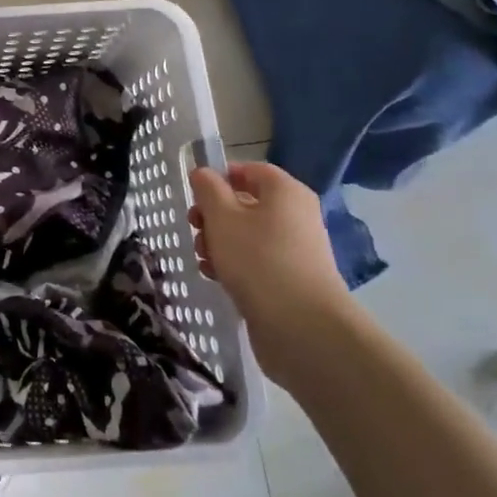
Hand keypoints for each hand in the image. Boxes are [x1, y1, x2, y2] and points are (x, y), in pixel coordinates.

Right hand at [189, 162, 353, 390]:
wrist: (301, 326)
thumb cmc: (258, 259)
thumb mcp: (222, 217)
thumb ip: (208, 190)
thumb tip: (203, 173)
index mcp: (285, 192)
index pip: (249, 170)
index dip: (219, 177)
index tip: (194, 194)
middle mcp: (295, 215)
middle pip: (246, 203)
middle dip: (213, 215)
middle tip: (194, 228)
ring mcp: (295, 249)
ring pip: (247, 234)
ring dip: (219, 241)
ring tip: (203, 258)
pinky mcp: (290, 278)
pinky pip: (256, 260)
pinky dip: (234, 264)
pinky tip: (215, 276)